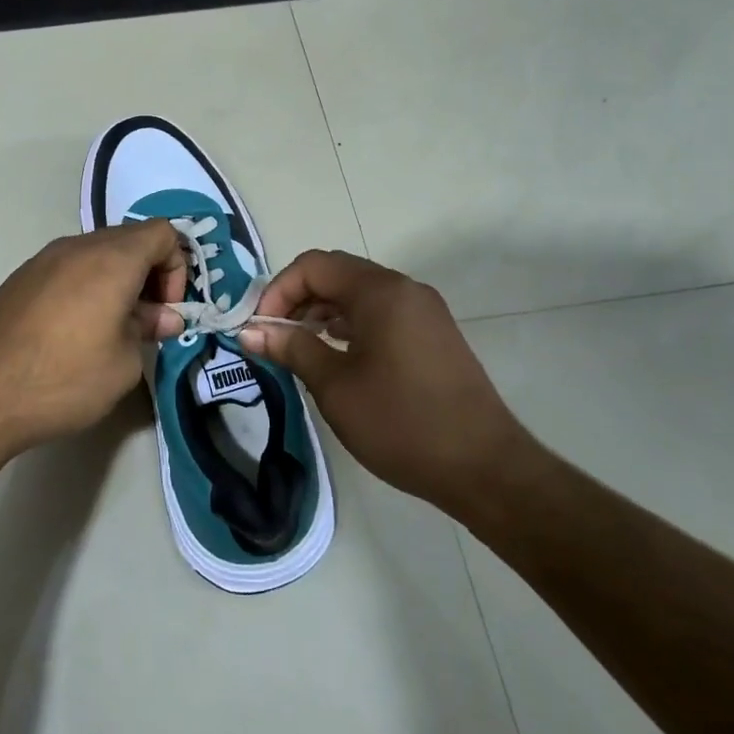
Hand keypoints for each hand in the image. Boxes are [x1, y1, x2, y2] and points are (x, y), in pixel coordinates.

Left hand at [0, 220, 187, 457]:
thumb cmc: (64, 378)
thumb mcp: (123, 363)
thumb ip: (148, 329)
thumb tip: (162, 317)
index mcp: (111, 258)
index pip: (163, 233)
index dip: (177, 268)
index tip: (166, 311)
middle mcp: (77, 247)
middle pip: (130, 239)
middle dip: (150, 274)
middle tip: (146, 321)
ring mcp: (42, 260)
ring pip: (97, 254)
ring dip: (117, 281)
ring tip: (112, 329)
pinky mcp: (19, 280)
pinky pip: (68, 269)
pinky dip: (86, 287)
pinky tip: (76, 331)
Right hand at [239, 251, 530, 512]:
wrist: (483, 467)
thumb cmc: (401, 422)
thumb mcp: (335, 386)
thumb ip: (291, 348)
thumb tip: (249, 330)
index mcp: (380, 292)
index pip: (314, 265)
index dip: (278, 290)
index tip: (260, 328)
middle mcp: (404, 289)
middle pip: (337, 274)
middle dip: (298, 298)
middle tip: (274, 336)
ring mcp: (423, 311)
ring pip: (359, 294)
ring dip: (323, 311)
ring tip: (299, 347)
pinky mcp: (433, 335)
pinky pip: (381, 313)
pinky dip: (350, 324)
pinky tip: (336, 355)